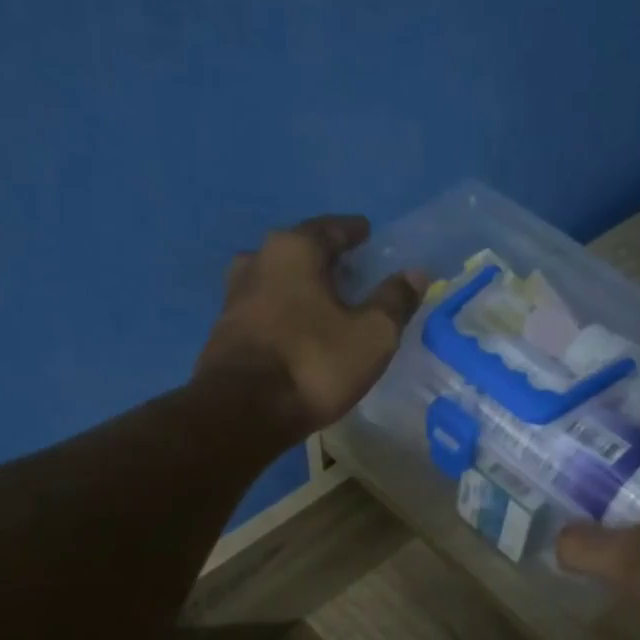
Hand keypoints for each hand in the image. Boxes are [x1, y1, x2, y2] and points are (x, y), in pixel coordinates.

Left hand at [195, 214, 427, 439]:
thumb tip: (415, 273)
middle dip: (323, 259)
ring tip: (321, 303)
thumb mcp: (372, 335)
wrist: (243, 411)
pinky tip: (295, 331)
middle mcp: (258, 261)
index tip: (367, 234)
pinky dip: (281, 313)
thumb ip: (394, 301)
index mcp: (295, 249)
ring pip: (275, 280)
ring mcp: (234, 296)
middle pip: (298, 251)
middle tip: (348, 272)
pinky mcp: (223, 332)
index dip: (353, 232)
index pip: (331, 228)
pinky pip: (262, 310)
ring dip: (298, 287)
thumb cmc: (314, 364)